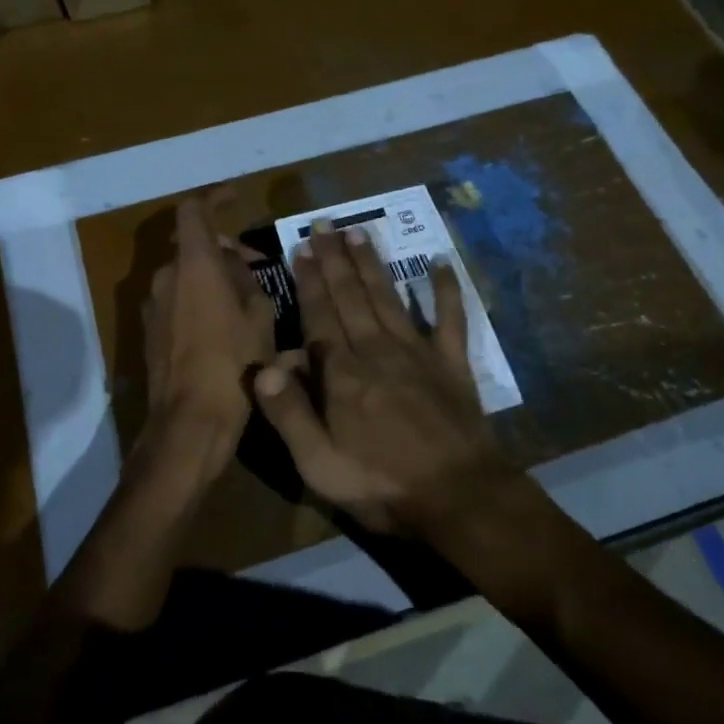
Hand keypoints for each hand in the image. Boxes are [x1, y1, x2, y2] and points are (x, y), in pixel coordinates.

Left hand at [140, 194, 275, 470]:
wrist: (188, 423)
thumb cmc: (233, 365)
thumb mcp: (259, 318)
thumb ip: (247, 281)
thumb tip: (236, 264)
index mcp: (194, 265)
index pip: (194, 210)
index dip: (215, 198)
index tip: (236, 198)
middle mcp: (166, 277)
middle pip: (193, 246)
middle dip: (224, 250)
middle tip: (257, 268)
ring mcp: (153, 305)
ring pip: (185, 275)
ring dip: (212, 277)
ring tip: (245, 301)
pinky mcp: (149, 332)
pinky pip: (176, 300)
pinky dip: (198, 299)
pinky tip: (223, 326)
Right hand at [252, 219, 502, 532]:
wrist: (459, 498)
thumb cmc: (382, 485)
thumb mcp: (319, 465)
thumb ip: (290, 414)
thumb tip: (264, 366)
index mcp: (343, 374)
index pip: (319, 317)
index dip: (309, 282)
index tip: (300, 248)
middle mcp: (377, 351)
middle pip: (351, 297)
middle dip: (335, 260)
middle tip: (325, 225)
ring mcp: (419, 353)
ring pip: (388, 298)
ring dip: (373, 264)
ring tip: (359, 233)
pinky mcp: (452, 363)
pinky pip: (450, 318)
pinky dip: (446, 289)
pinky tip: (440, 263)